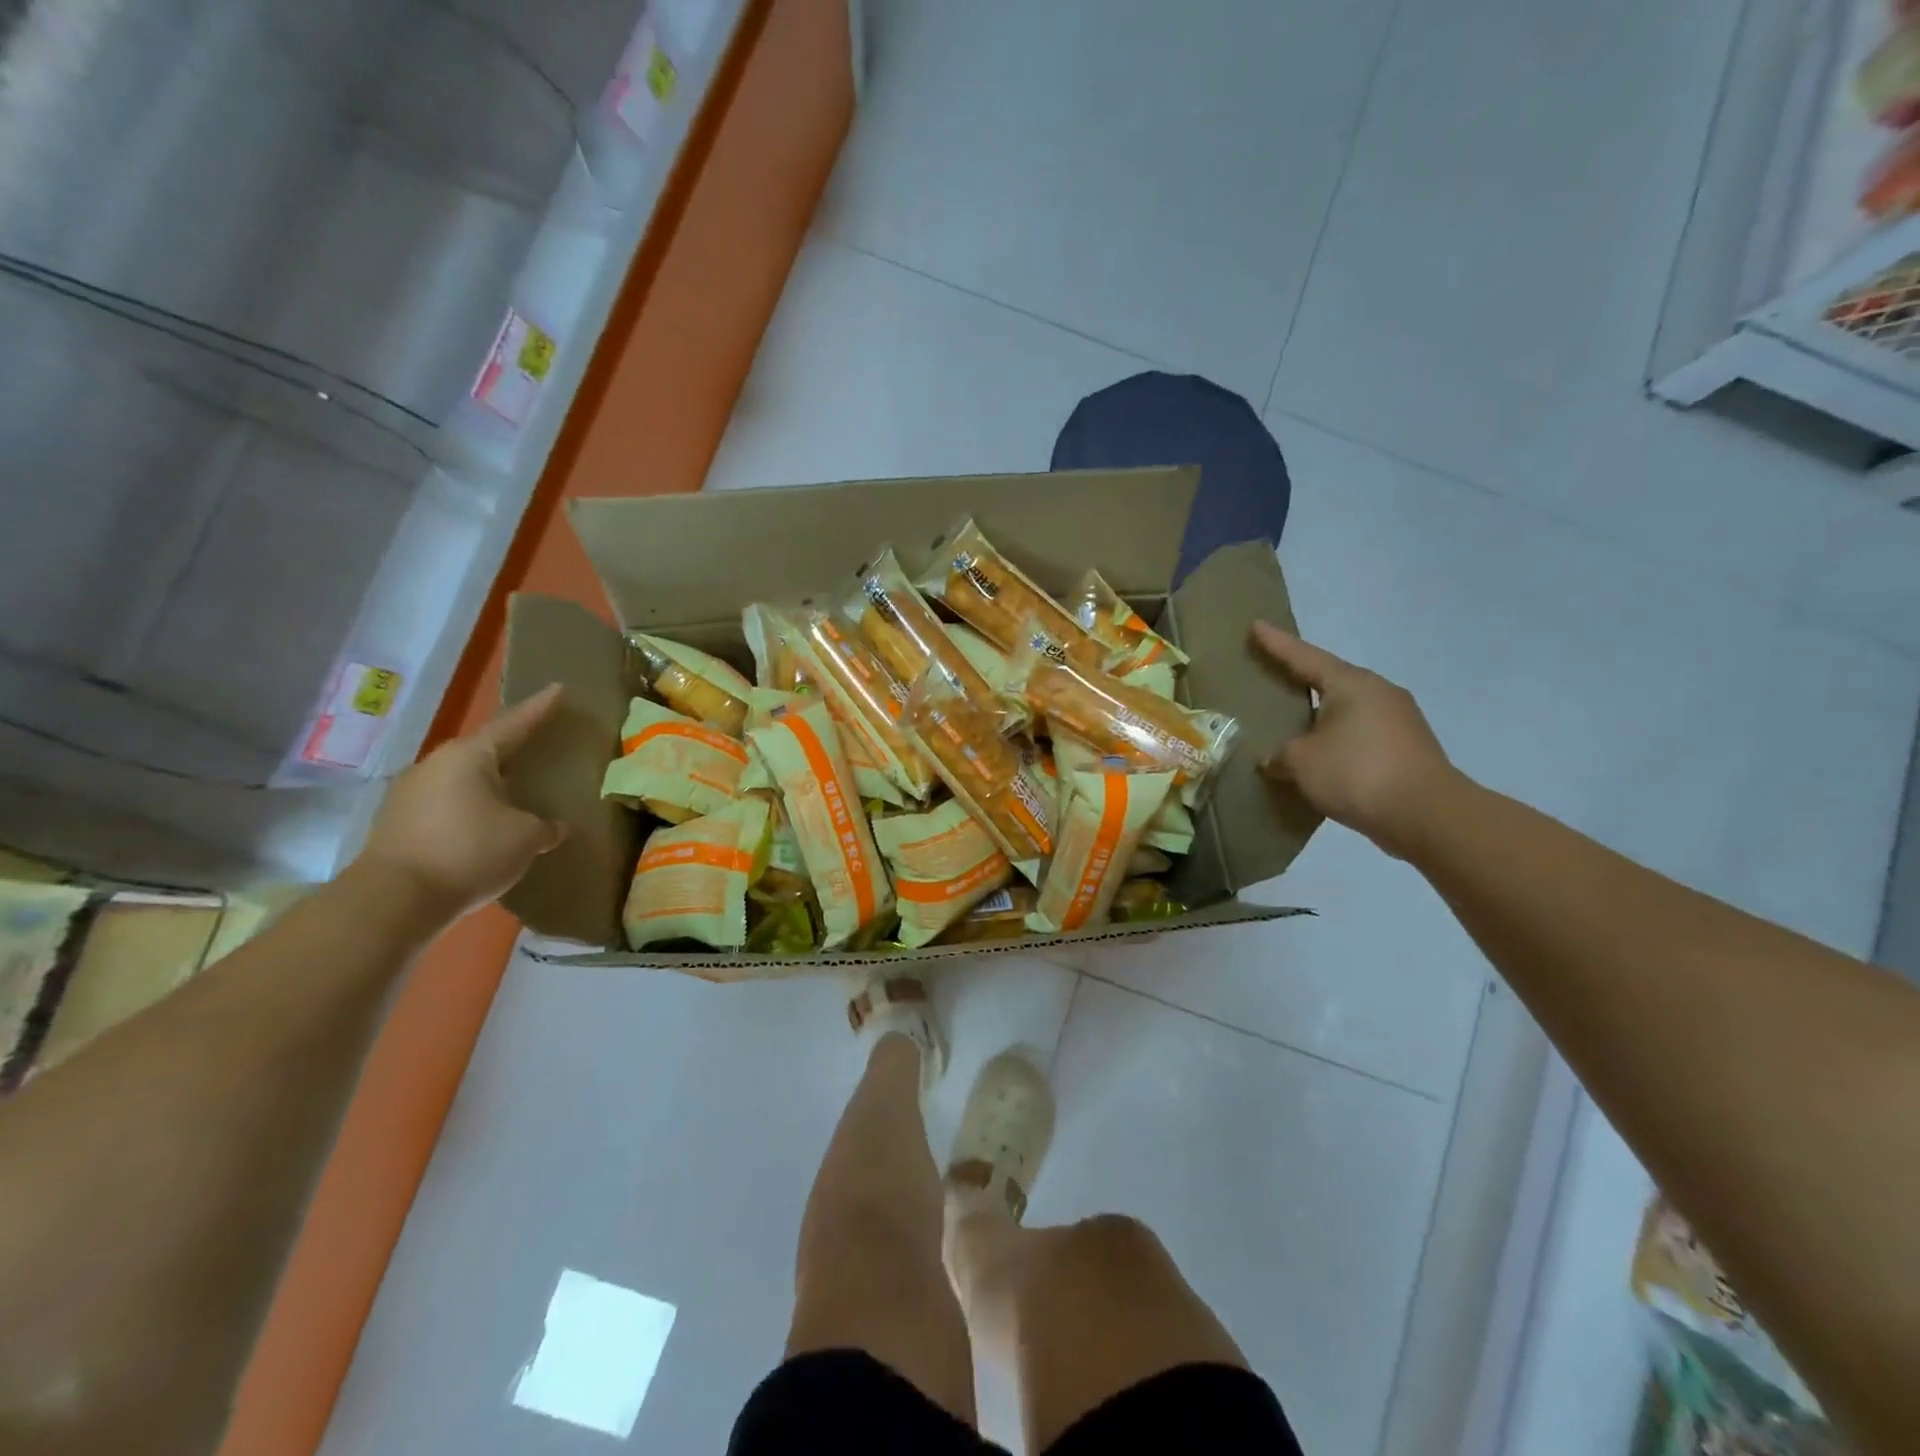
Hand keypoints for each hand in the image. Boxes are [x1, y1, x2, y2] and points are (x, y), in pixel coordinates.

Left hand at [358, 685, 567, 918]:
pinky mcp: (398, 824)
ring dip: (488, 783)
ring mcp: (410, 793)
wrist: (394, 900)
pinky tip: (484, 825)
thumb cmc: (469, 852)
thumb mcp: (525, 838)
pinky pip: (446, 805)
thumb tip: (552, 827)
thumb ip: (544, 826)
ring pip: (462, 779)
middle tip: (537, 745)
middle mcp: (436, 765)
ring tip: (514, 791)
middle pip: (483, 749)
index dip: (539, 708)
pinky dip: (469, 808)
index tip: (557, 689)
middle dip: (511, 748)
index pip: (514, 724)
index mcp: (470, 756)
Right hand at [1250, 623, 1461, 856]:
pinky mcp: (1406, 748)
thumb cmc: (1357, 773)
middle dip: (1300, 679)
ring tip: (1291, 725)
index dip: (1277, 643)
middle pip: (1329, 680)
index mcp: (1351, 684)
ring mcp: (1398, 720)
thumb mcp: (1301, 762)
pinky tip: (1320, 757)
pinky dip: (1336, 741)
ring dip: (1319, 716)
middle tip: (1271, 676)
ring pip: (1346, 710)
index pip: (1304, 657)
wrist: (1427, 815)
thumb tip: (1275, 760)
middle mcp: (1378, 693)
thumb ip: (1280, 755)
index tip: (1256, 625)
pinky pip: (1359, 735)